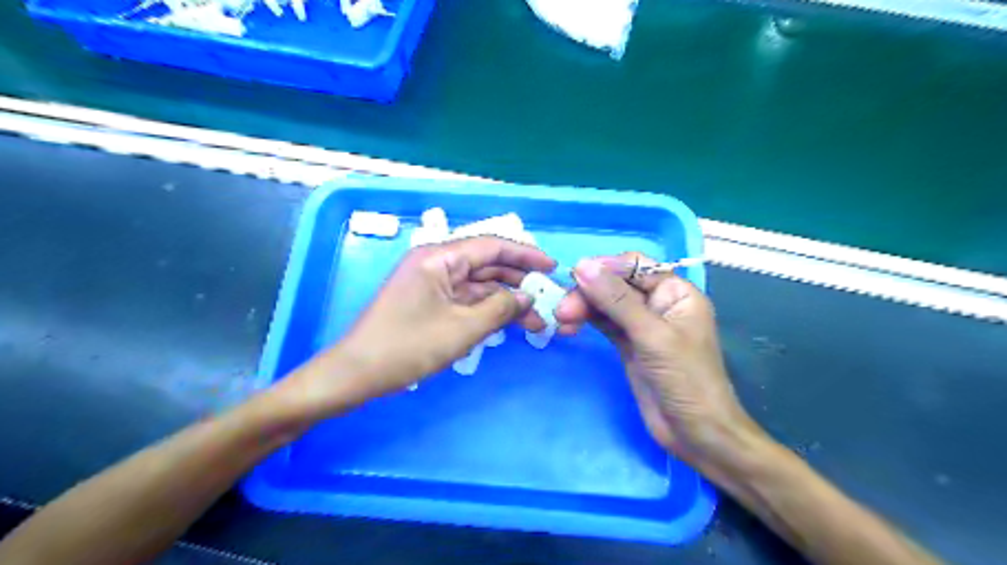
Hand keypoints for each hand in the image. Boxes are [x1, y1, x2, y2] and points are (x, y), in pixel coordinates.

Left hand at [282, 233, 554, 414]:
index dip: (525, 255)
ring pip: (478, 285)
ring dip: (505, 300)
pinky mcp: (429, 302)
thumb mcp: (461, 329)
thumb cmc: (407, 346)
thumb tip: (527, 298)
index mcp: (439, 257)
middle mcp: (435, 263)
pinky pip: (465, 299)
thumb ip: (500, 309)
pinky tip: (507, 324)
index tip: (552, 267)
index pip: (491, 246)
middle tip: (546, 301)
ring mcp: (431, 283)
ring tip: (535, 321)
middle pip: (486, 265)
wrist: (356, 373)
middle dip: (518, 283)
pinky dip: (487, 310)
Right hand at [558, 254, 763, 470]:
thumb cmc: (686, 380)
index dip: (605, 267)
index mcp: (676, 292)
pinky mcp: (629, 345)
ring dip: (583, 307)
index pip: (636, 266)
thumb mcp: (652, 336)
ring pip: (607, 304)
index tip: (575, 277)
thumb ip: (617, 300)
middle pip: (617, 284)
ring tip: (561, 320)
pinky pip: (604, 323)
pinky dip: (586, 321)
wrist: (697, 434)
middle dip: (589, 293)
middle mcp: (659, 303)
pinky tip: (568, 326)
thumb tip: (582, 266)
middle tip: (562, 311)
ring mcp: (642, 325)